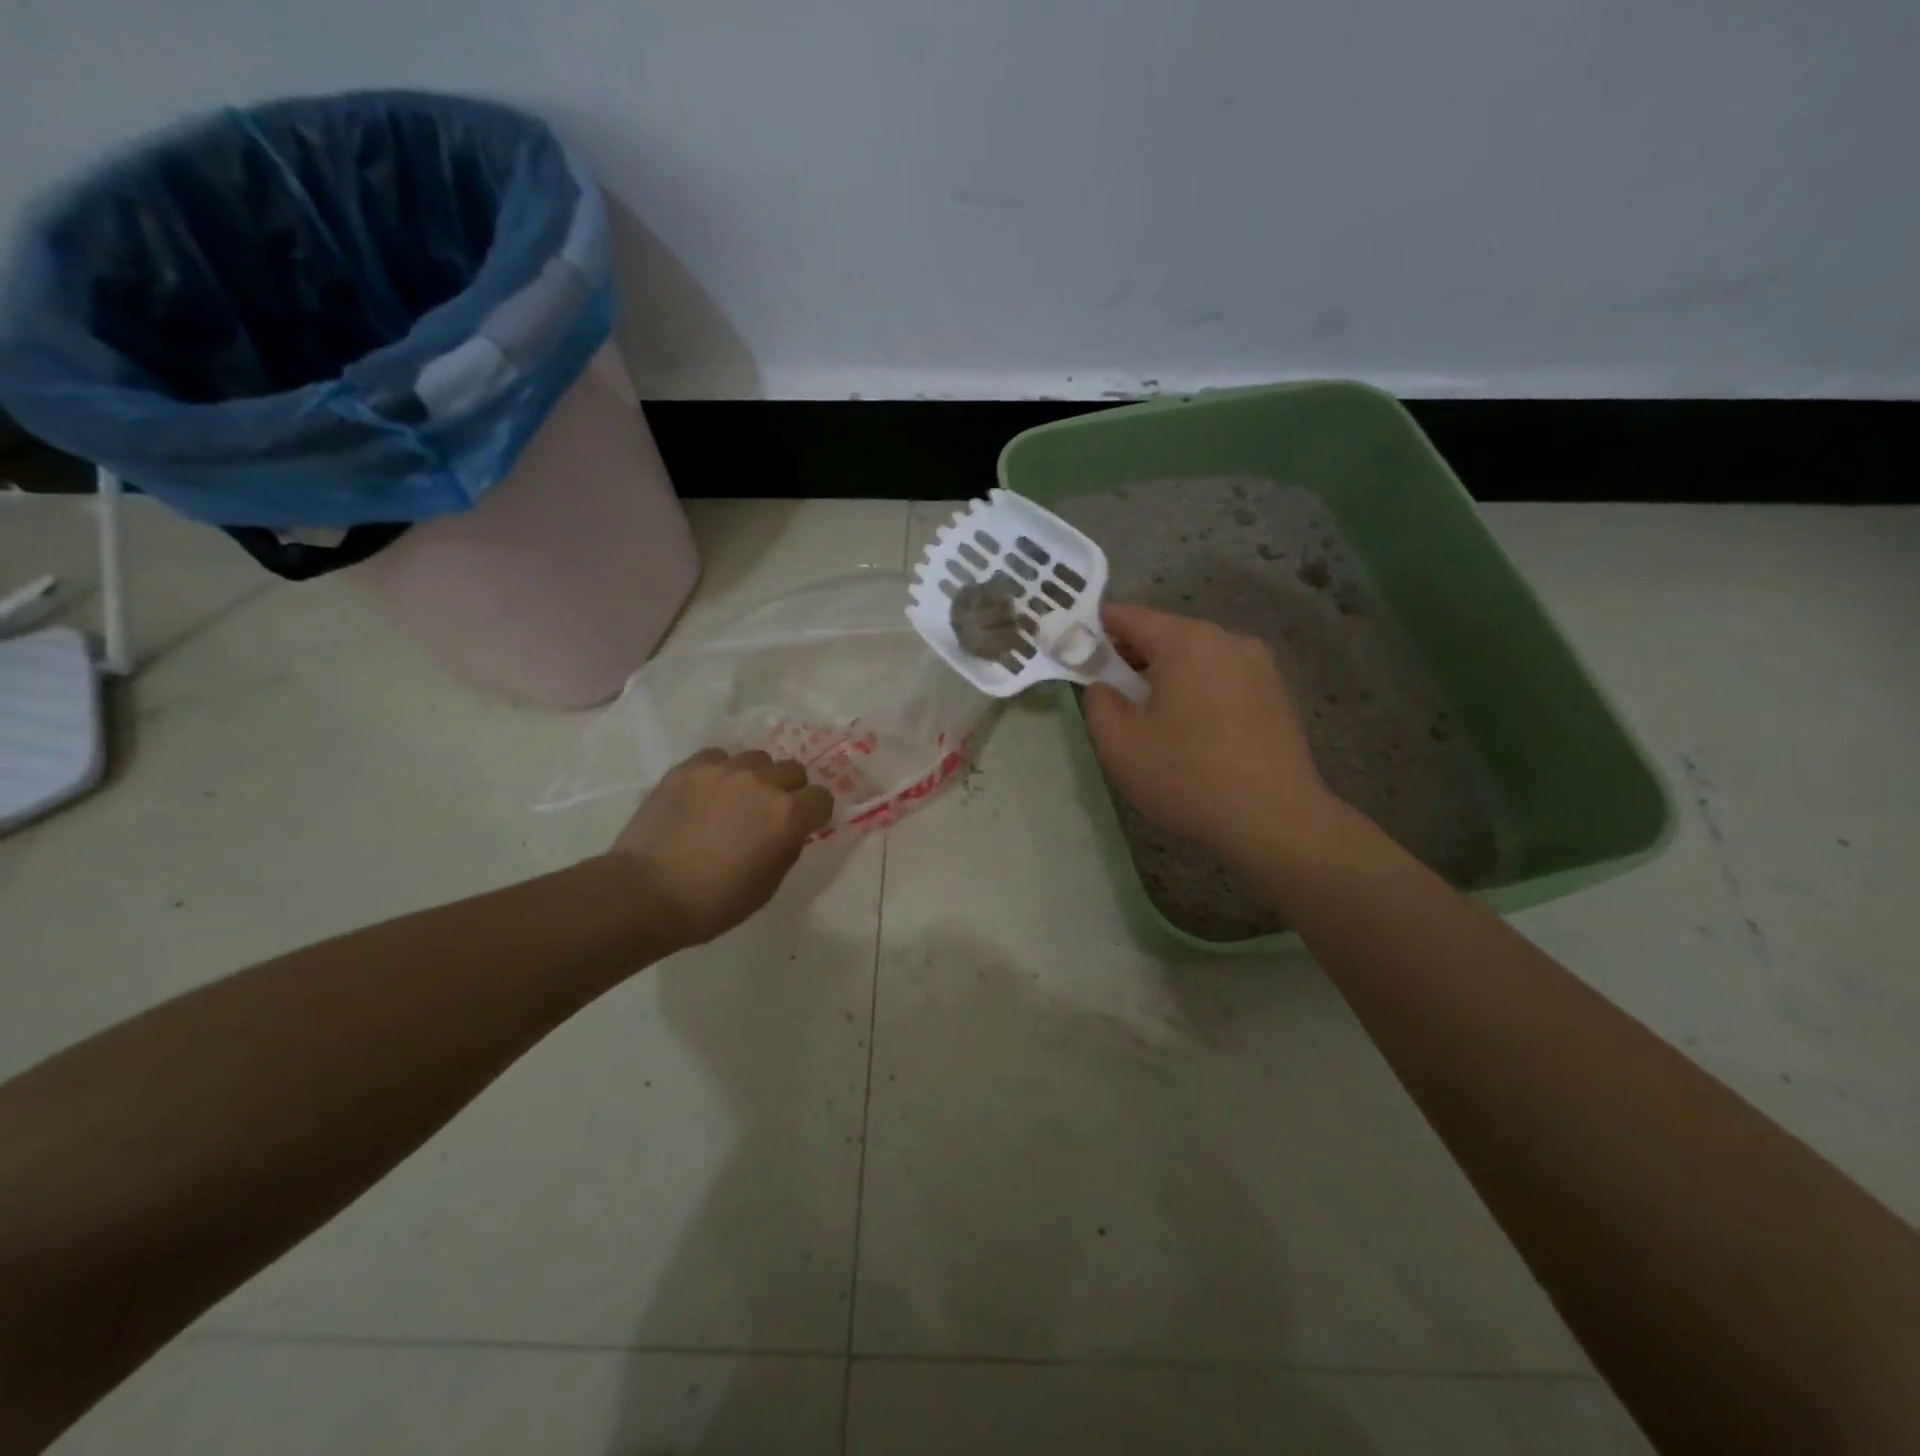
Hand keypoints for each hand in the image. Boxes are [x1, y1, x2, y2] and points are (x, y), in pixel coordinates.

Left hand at [608, 748, 834, 949]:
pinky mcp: (689, 767)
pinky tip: (706, 794)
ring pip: (757, 759)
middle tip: (768, 813)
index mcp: (787, 816)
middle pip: (793, 771)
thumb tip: (788, 831)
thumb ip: (787, 848)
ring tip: (735, 799)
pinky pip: (718, 757)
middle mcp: (762, 783)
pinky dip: (719, 772)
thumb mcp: (767, 886)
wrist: (645, 894)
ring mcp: (724, 771)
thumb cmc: (713, 902)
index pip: (822, 798)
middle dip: (788, 791)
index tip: (803, 826)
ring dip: (755, 778)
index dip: (815, 814)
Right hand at [1084, 605, 1335, 865]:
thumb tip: (1105, 686)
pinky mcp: (1277, 694)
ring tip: (1153, 718)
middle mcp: (1227, 640)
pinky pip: (1223, 680)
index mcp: (1187, 641)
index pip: (1129, 617)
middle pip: (1166, 635)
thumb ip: (1098, 702)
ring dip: (1168, 677)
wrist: (1275, 820)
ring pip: (1197, 659)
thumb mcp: (1119, 744)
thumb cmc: (1187, 776)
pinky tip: (1192, 732)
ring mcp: (1259, 666)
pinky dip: (1199, 693)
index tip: (1075, 649)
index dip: (1096, 630)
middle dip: (1132, 657)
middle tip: (1110, 692)